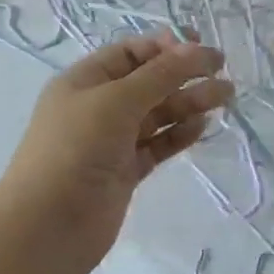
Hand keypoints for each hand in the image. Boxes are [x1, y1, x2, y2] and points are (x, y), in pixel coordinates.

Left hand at [0, 31, 232, 269]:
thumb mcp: (116, 101)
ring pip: (157, 114)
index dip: (165, 47)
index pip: (130, 53)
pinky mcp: (125, 171)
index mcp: (84, 80)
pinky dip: (179, 134)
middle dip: (184, 74)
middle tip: (223, 74)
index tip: (200, 49)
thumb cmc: (75, 149)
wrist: (48, 226)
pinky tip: (202, 126)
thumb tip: (196, 49)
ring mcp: (111, 141)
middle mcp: (97, 107)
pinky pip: (157, 144)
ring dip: (189, 102)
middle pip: (148, 82)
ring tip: (225, 97)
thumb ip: (160, 75)